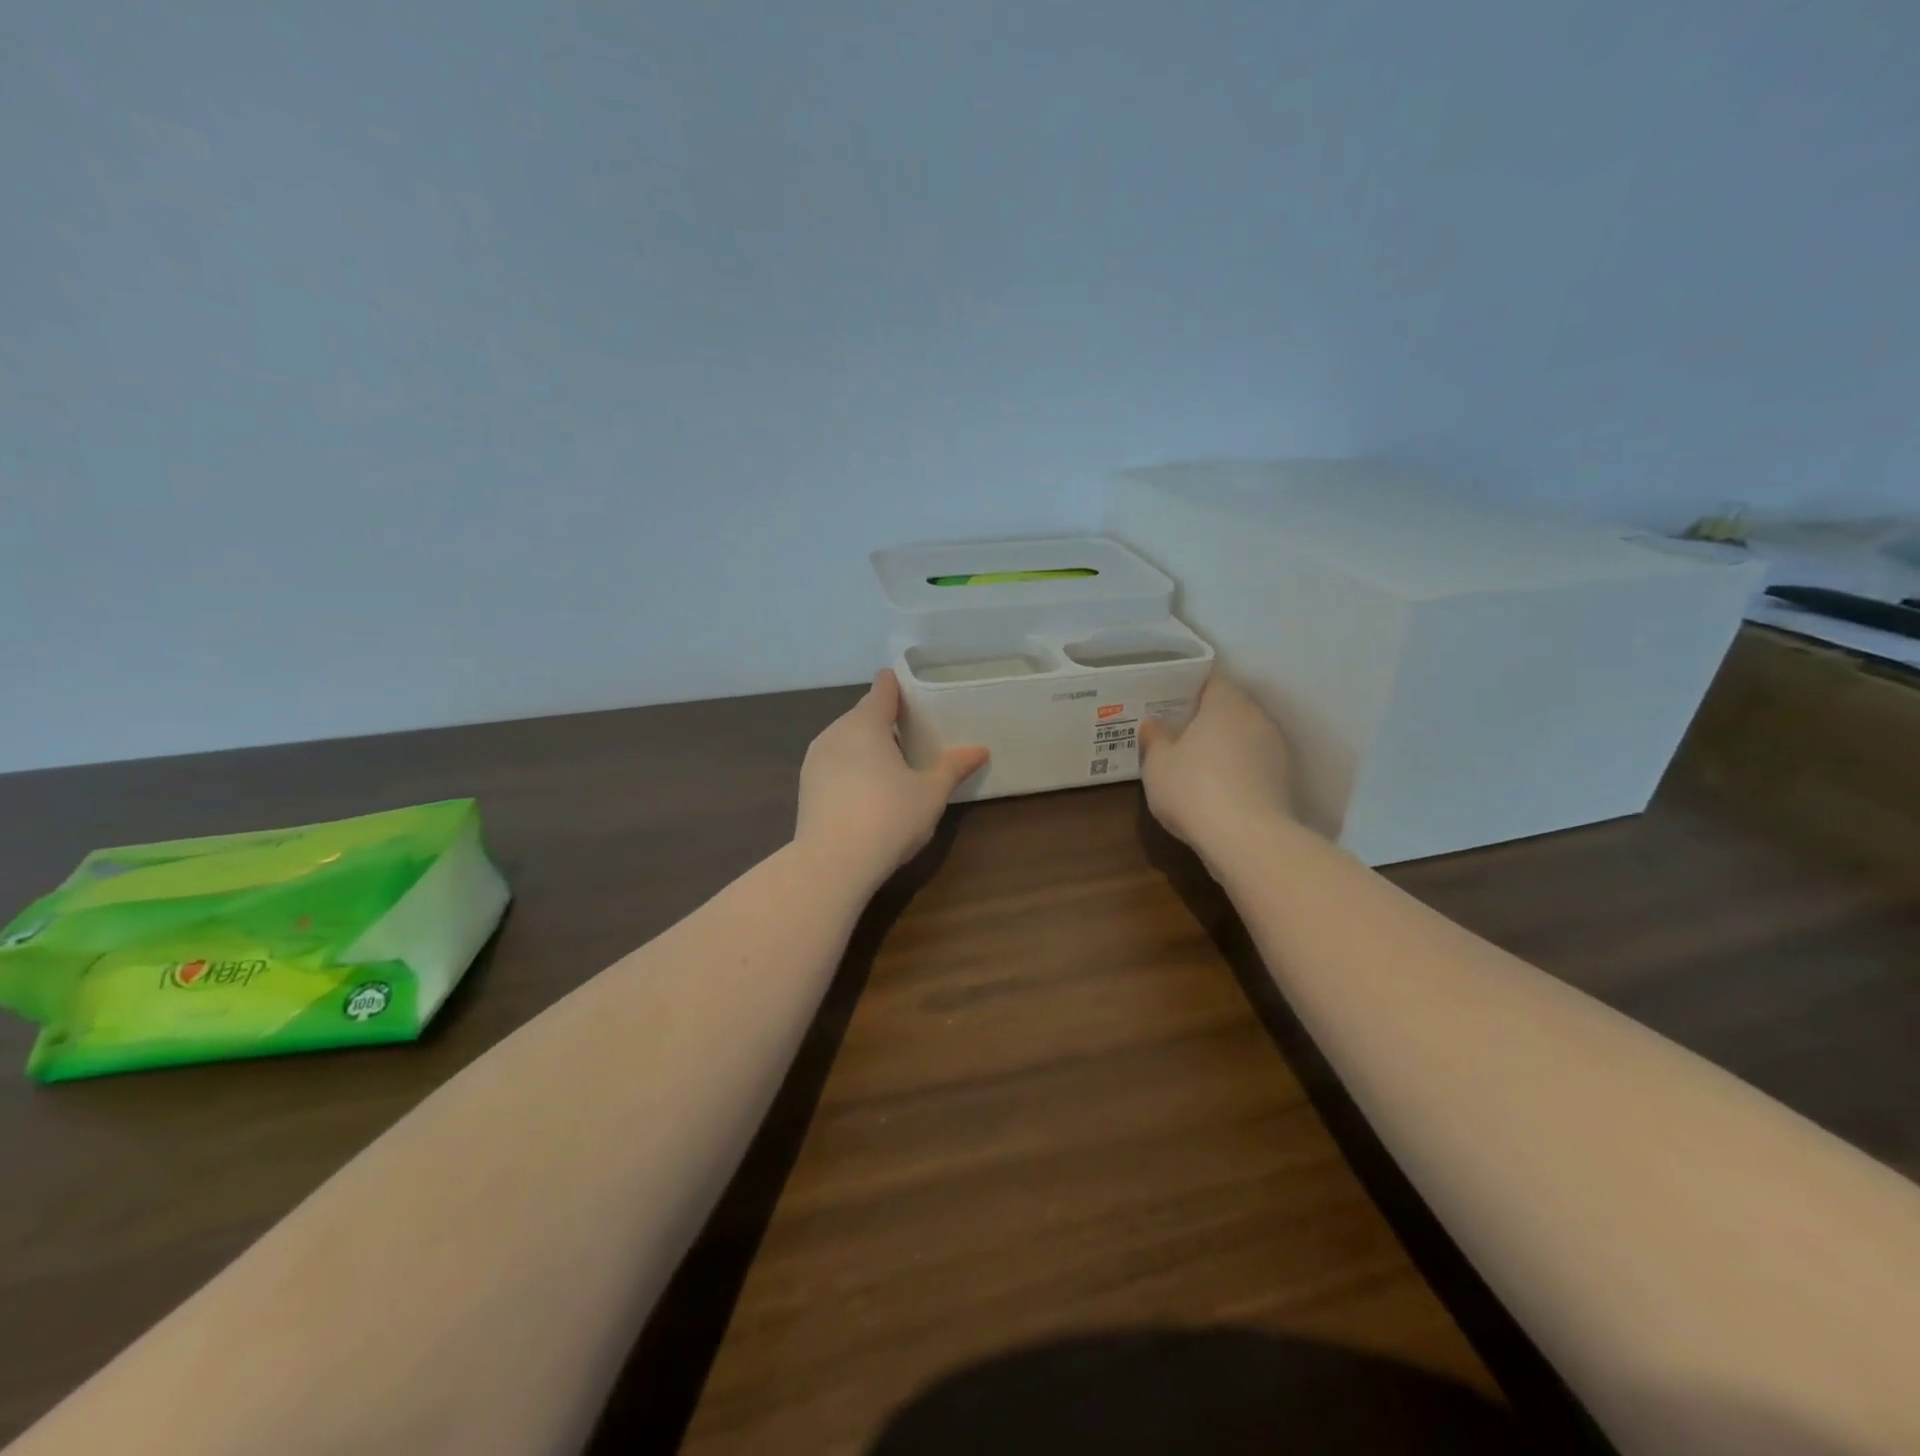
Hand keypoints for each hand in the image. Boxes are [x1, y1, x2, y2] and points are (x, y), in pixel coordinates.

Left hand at [795, 670, 988, 887]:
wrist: (832, 863)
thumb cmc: (888, 817)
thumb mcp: (930, 793)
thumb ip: (953, 767)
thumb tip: (980, 750)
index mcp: (866, 723)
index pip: (882, 689)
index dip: (897, 686)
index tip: (913, 691)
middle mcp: (836, 732)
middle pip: (862, 714)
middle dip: (884, 719)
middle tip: (912, 732)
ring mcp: (816, 759)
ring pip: (845, 740)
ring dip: (866, 745)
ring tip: (891, 762)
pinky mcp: (806, 786)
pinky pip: (834, 763)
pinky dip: (851, 766)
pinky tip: (867, 789)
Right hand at [1139, 673, 1295, 851]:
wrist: (1247, 840)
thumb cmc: (1193, 789)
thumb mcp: (1158, 765)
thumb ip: (1155, 739)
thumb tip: (1153, 723)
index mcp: (1226, 703)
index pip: (1212, 680)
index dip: (1191, 689)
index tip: (1171, 702)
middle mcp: (1256, 718)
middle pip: (1231, 708)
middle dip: (1208, 719)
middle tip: (1179, 733)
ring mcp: (1276, 749)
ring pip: (1245, 737)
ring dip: (1226, 747)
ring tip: (1198, 764)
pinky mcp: (1284, 780)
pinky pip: (1255, 765)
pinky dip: (1238, 771)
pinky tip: (1218, 790)